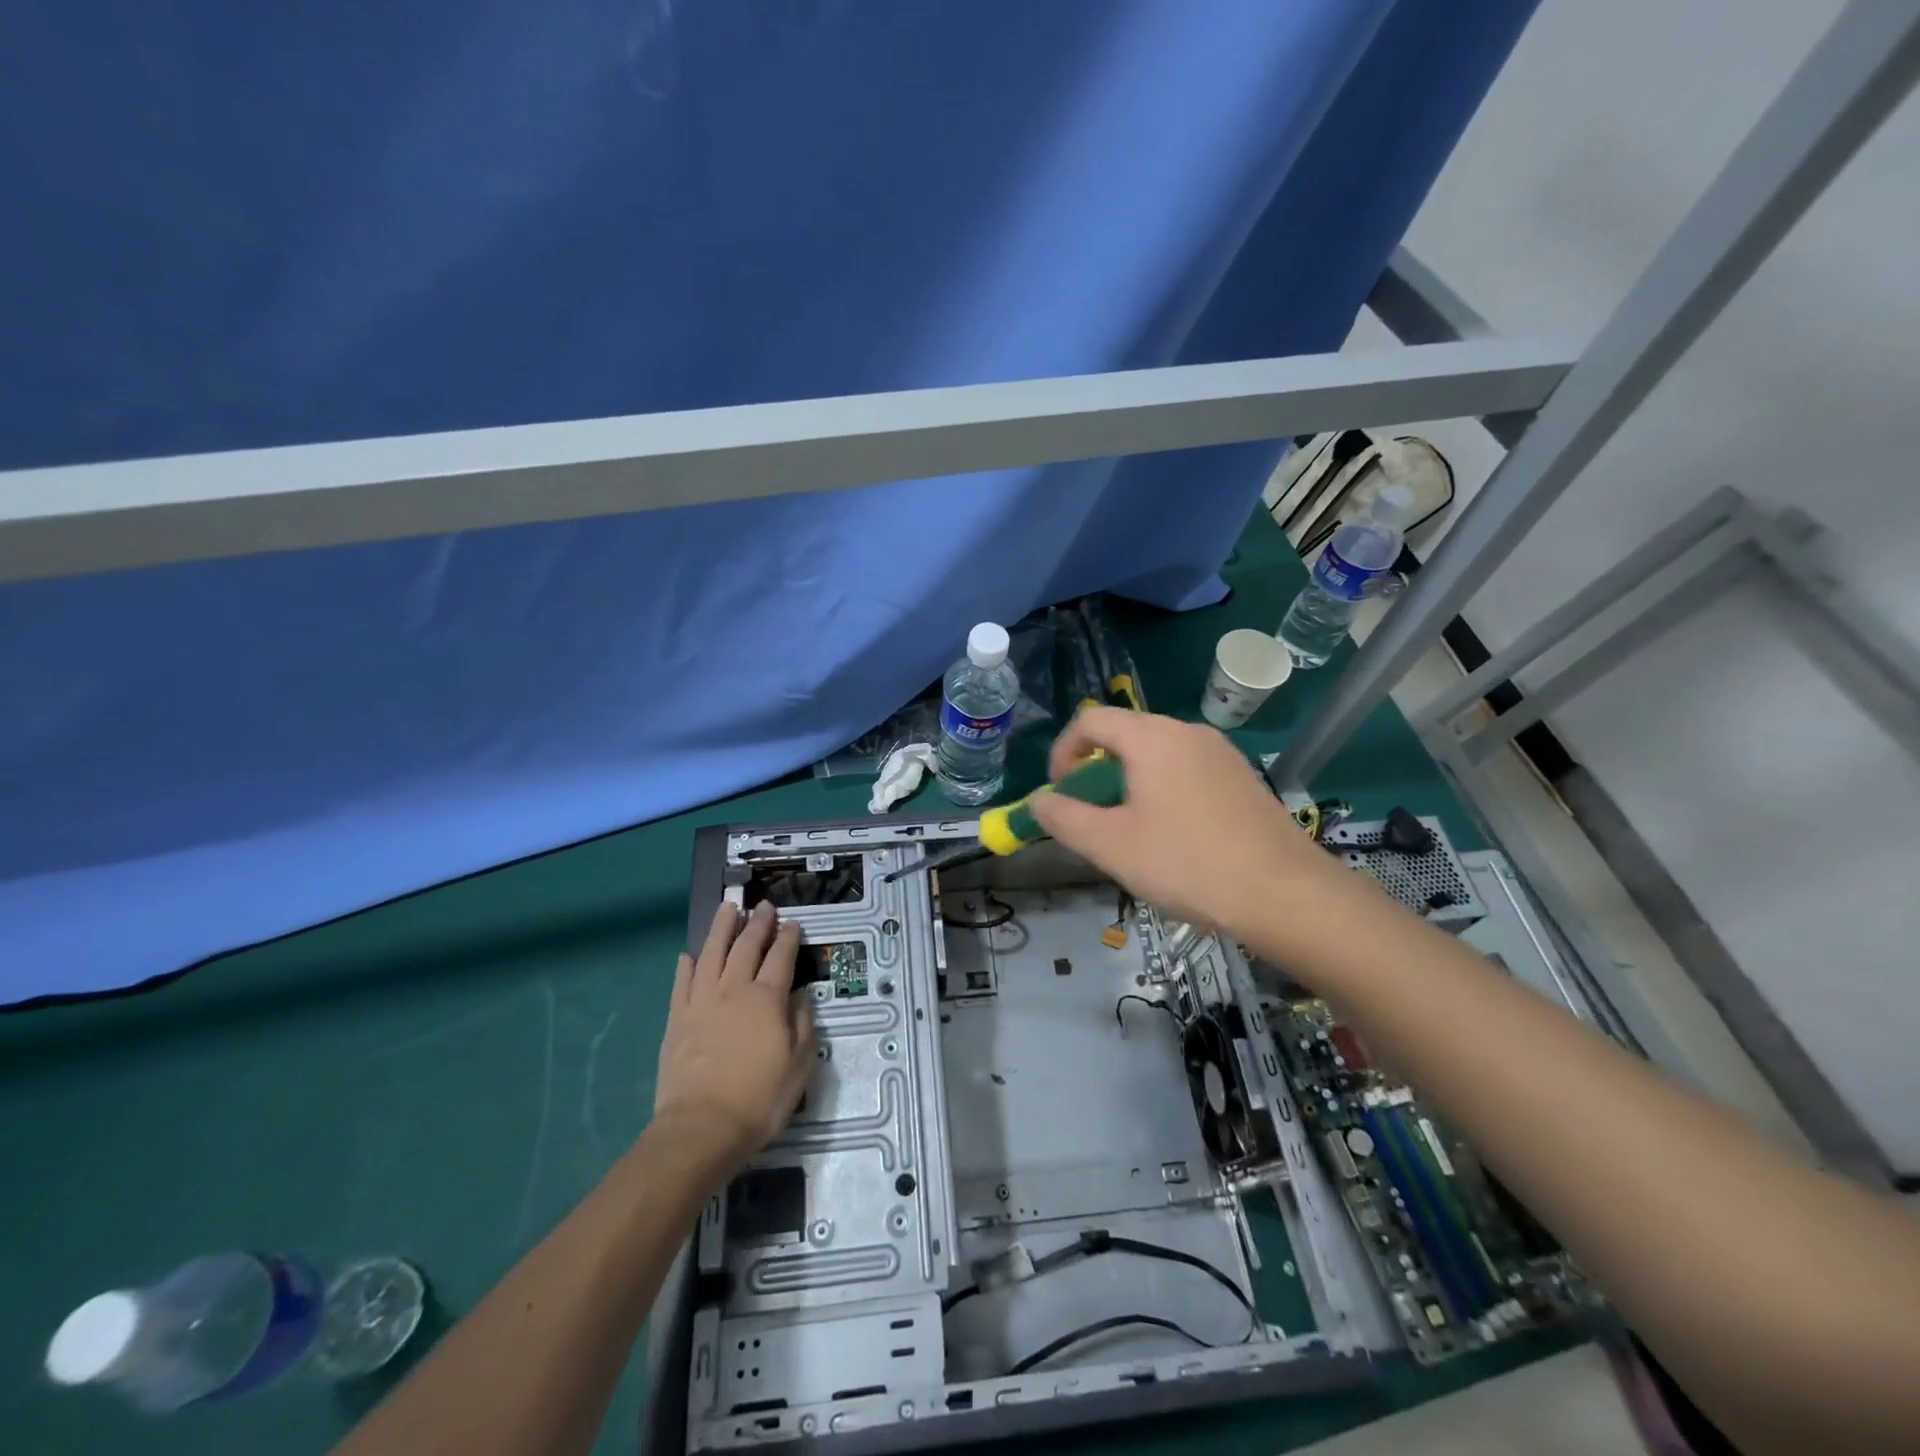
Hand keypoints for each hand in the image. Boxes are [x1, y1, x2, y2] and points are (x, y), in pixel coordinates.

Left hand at [653, 900, 815, 1170]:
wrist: (701, 1128)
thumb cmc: (759, 1099)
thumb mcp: (800, 1065)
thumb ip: (803, 1024)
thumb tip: (799, 997)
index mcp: (767, 999)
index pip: (781, 957)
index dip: (788, 938)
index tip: (793, 923)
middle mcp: (734, 990)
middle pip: (746, 947)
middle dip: (757, 923)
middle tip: (764, 906)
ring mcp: (701, 1002)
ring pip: (712, 954)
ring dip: (721, 929)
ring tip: (727, 909)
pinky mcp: (677, 1020)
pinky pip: (681, 983)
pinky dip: (686, 965)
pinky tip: (689, 955)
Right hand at [1028, 707, 1352, 945]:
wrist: (1285, 894)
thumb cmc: (1187, 864)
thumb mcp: (1110, 846)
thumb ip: (1064, 818)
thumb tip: (1040, 801)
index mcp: (1151, 737)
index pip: (1091, 721)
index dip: (1064, 752)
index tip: (1060, 792)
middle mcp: (1187, 732)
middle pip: (1126, 735)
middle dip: (1097, 771)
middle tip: (1093, 816)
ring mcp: (1221, 753)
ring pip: (1158, 754)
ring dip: (1130, 782)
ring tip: (1131, 830)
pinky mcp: (1243, 778)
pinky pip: (1188, 771)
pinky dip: (1164, 790)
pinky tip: (1175, 837)